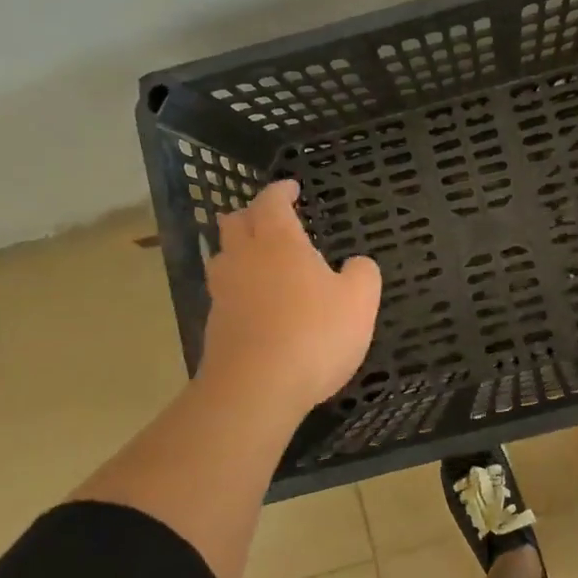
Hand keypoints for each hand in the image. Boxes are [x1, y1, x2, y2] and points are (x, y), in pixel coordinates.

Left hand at [196, 179, 381, 413]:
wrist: (256, 389)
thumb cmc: (314, 334)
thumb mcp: (360, 302)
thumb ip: (363, 274)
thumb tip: (357, 264)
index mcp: (279, 242)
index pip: (271, 202)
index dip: (280, 191)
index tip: (292, 188)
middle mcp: (245, 258)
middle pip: (235, 222)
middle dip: (251, 214)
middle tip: (270, 218)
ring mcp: (223, 292)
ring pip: (222, 256)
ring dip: (237, 249)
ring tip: (257, 257)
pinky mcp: (214, 325)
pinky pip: (223, 292)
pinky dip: (237, 287)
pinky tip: (254, 302)